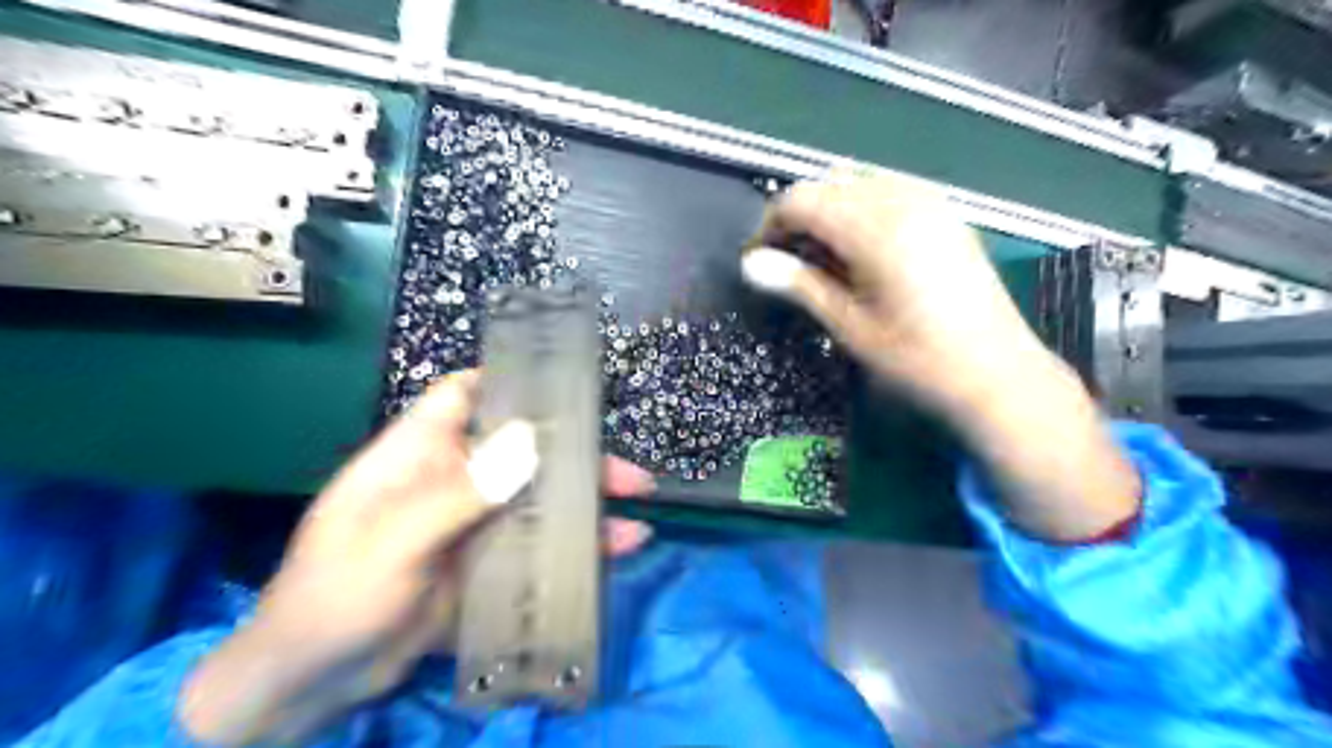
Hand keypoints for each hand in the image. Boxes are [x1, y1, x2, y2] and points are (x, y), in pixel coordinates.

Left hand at [175, 370, 653, 745]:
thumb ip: (459, 494)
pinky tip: (617, 551)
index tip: (566, 384)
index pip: (464, 396)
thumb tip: (529, 441)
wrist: (314, 685)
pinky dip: (576, 548)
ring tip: (637, 510)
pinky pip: (538, 546)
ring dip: (585, 505)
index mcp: (418, 456)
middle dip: (576, 457)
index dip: (510, 382)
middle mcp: (452, 480)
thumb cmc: (334, 596)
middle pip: (522, 452)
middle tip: (629, 473)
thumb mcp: (392, 542)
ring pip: (538, 500)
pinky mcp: (487, 565)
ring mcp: (473, 524)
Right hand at [745, 171, 1138, 542]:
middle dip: (799, 217)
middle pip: (828, 184)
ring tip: (824, 258)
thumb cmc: (916, 358)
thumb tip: (750, 264)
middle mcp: (902, 199)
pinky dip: (862, 209)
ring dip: (830, 210)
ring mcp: (930, 201)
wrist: (997, 373)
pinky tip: (862, 250)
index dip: (771, 225)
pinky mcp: (946, 213)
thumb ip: (800, 284)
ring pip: (858, 182)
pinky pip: (889, 191)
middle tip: (789, 263)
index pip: (801, 200)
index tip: (759, 260)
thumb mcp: (849, 325)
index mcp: (874, 227)